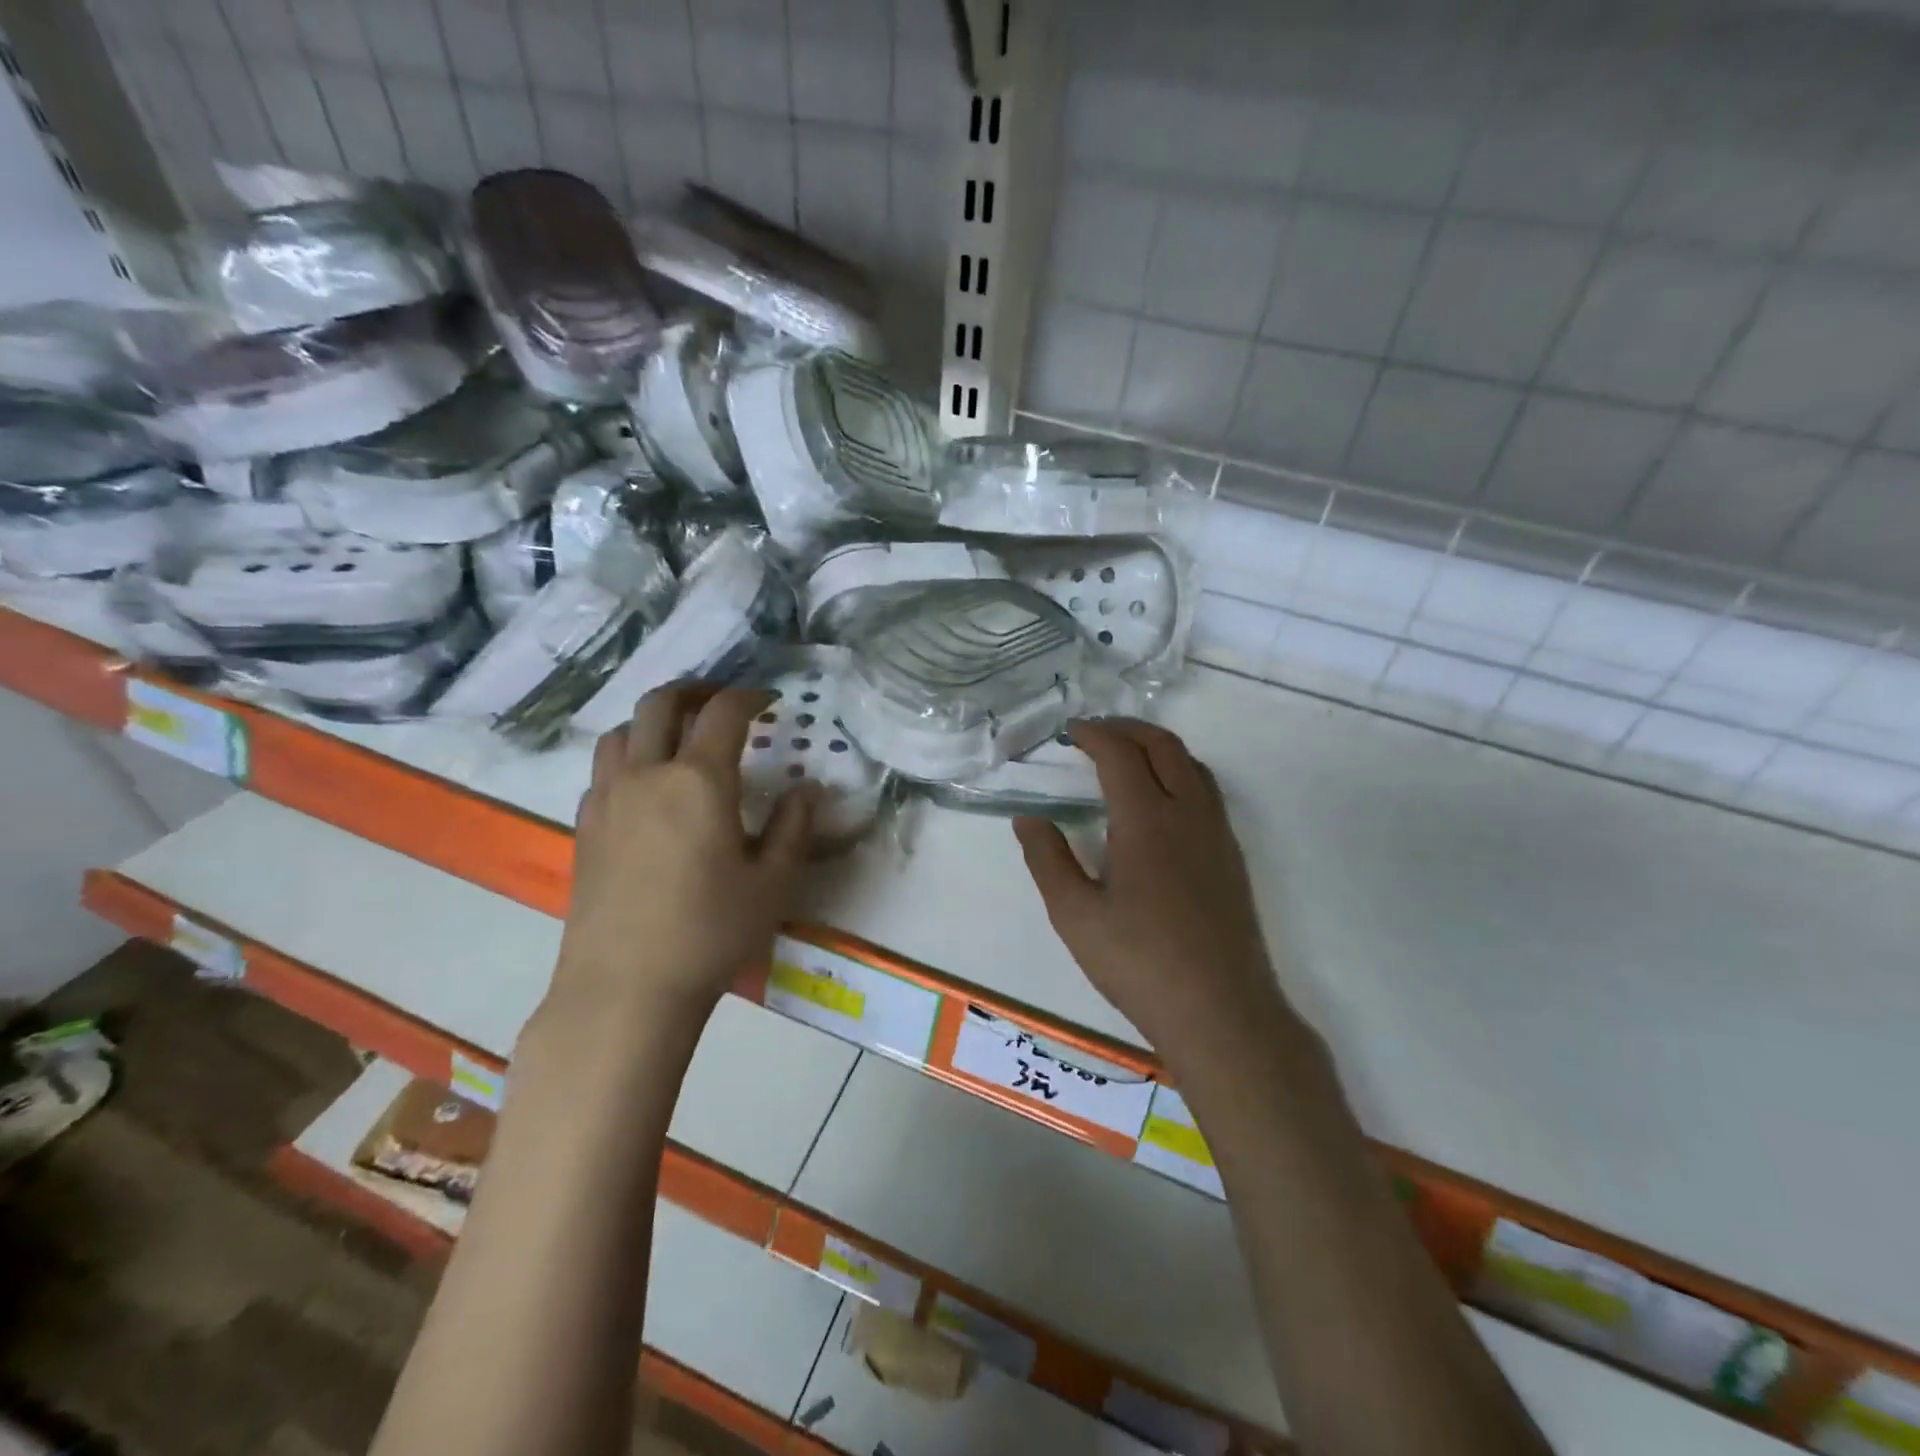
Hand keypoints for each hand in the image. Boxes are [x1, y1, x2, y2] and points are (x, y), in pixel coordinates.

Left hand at [552, 686, 814, 1025]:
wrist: (625, 989)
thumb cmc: (710, 933)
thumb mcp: (772, 883)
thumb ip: (793, 828)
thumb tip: (806, 791)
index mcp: (698, 780)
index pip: (725, 713)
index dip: (750, 696)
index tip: (769, 700)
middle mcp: (647, 775)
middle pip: (661, 703)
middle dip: (695, 689)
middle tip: (722, 700)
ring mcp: (607, 799)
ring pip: (622, 731)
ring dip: (654, 719)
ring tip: (679, 736)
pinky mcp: (584, 828)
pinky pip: (604, 769)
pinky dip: (629, 756)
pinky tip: (646, 787)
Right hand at [1014, 719, 1286, 1058]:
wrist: (1220, 1011)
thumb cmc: (1138, 962)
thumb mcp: (1074, 914)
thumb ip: (1047, 859)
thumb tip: (1028, 819)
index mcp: (1147, 820)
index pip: (1120, 754)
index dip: (1093, 734)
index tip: (1070, 731)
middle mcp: (1189, 814)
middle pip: (1164, 746)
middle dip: (1127, 729)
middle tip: (1095, 733)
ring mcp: (1217, 834)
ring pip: (1193, 765)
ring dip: (1158, 748)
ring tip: (1126, 758)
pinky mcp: (1231, 857)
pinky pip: (1206, 791)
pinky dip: (1179, 773)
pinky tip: (1159, 803)